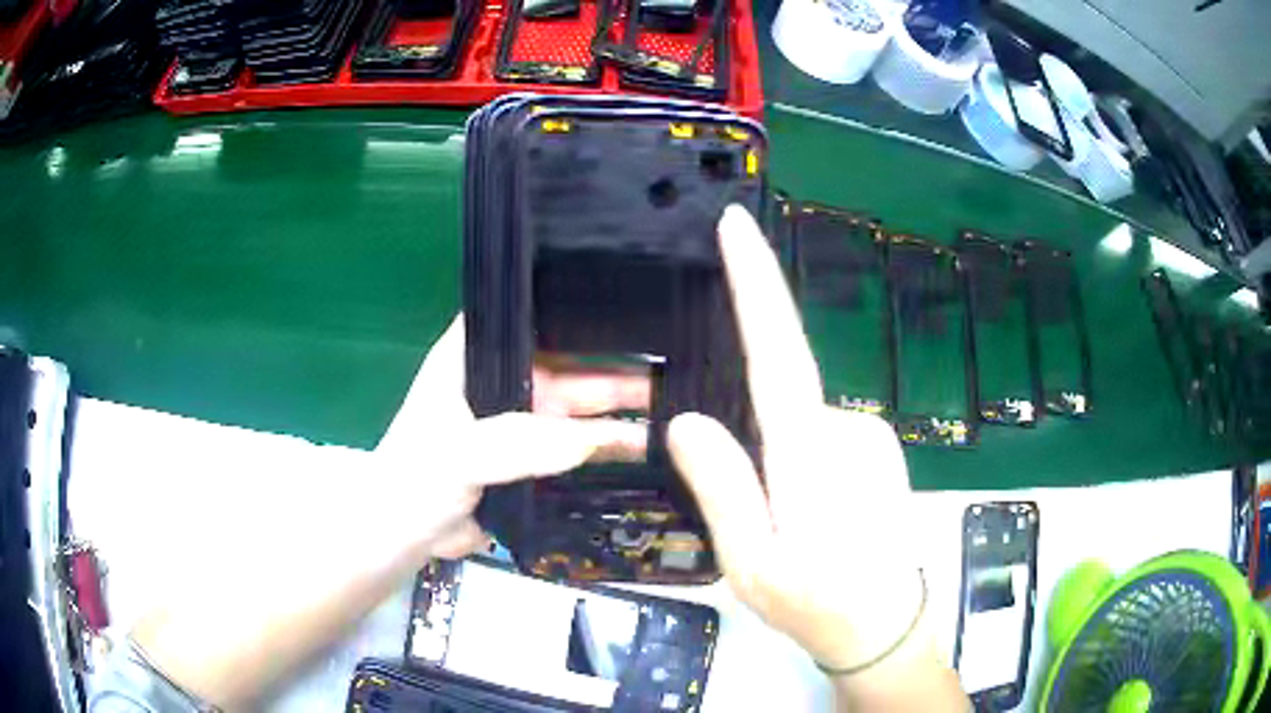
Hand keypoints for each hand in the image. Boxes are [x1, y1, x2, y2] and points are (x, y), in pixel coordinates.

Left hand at [376, 317, 648, 559]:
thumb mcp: (459, 452)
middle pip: (569, 362)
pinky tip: (648, 447)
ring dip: (620, 411)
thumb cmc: (416, 478)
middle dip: (617, 366)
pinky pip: (577, 446)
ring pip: (580, 407)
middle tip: (675, 369)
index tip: (635, 308)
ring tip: (675, 411)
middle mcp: (504, 378)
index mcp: (476, 354)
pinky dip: (608, 446)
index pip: (532, 317)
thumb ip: (518, 444)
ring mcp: (522, 418)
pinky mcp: (534, 457)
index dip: (578, 308)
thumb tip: (589, 443)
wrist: (406, 535)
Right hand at [668, 206, 926, 671]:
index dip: (756, 281)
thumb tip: (688, 421)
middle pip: (777, 403)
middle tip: (764, 527)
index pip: (777, 348)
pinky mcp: (877, 449)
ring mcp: (868, 436)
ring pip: (797, 428)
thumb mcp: (750, 562)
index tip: (736, 224)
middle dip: (758, 453)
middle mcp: (845, 427)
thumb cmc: (817, 602)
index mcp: (809, 454)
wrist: (885, 626)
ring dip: (780, 471)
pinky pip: (820, 441)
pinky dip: (803, 471)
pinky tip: (816, 521)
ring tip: (791, 536)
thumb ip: (722, 487)